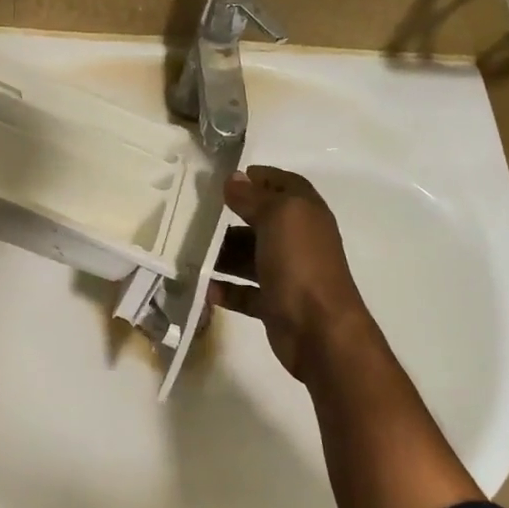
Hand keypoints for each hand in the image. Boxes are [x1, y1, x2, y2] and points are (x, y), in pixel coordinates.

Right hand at [215, 167, 371, 380]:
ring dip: (222, 254)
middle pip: (262, 222)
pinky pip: (244, 292)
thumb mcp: (278, 217)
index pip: (285, 186)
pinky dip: (224, 290)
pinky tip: (203, 287)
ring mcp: (286, 274)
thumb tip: (234, 178)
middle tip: (196, 215)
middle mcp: (298, 241)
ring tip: (189, 251)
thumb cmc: (300, 263)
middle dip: (231, 217)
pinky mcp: (273, 304)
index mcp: (305, 214)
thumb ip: (254, 197)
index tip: (228, 178)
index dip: (261, 178)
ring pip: (249, 257)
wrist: (319, 329)